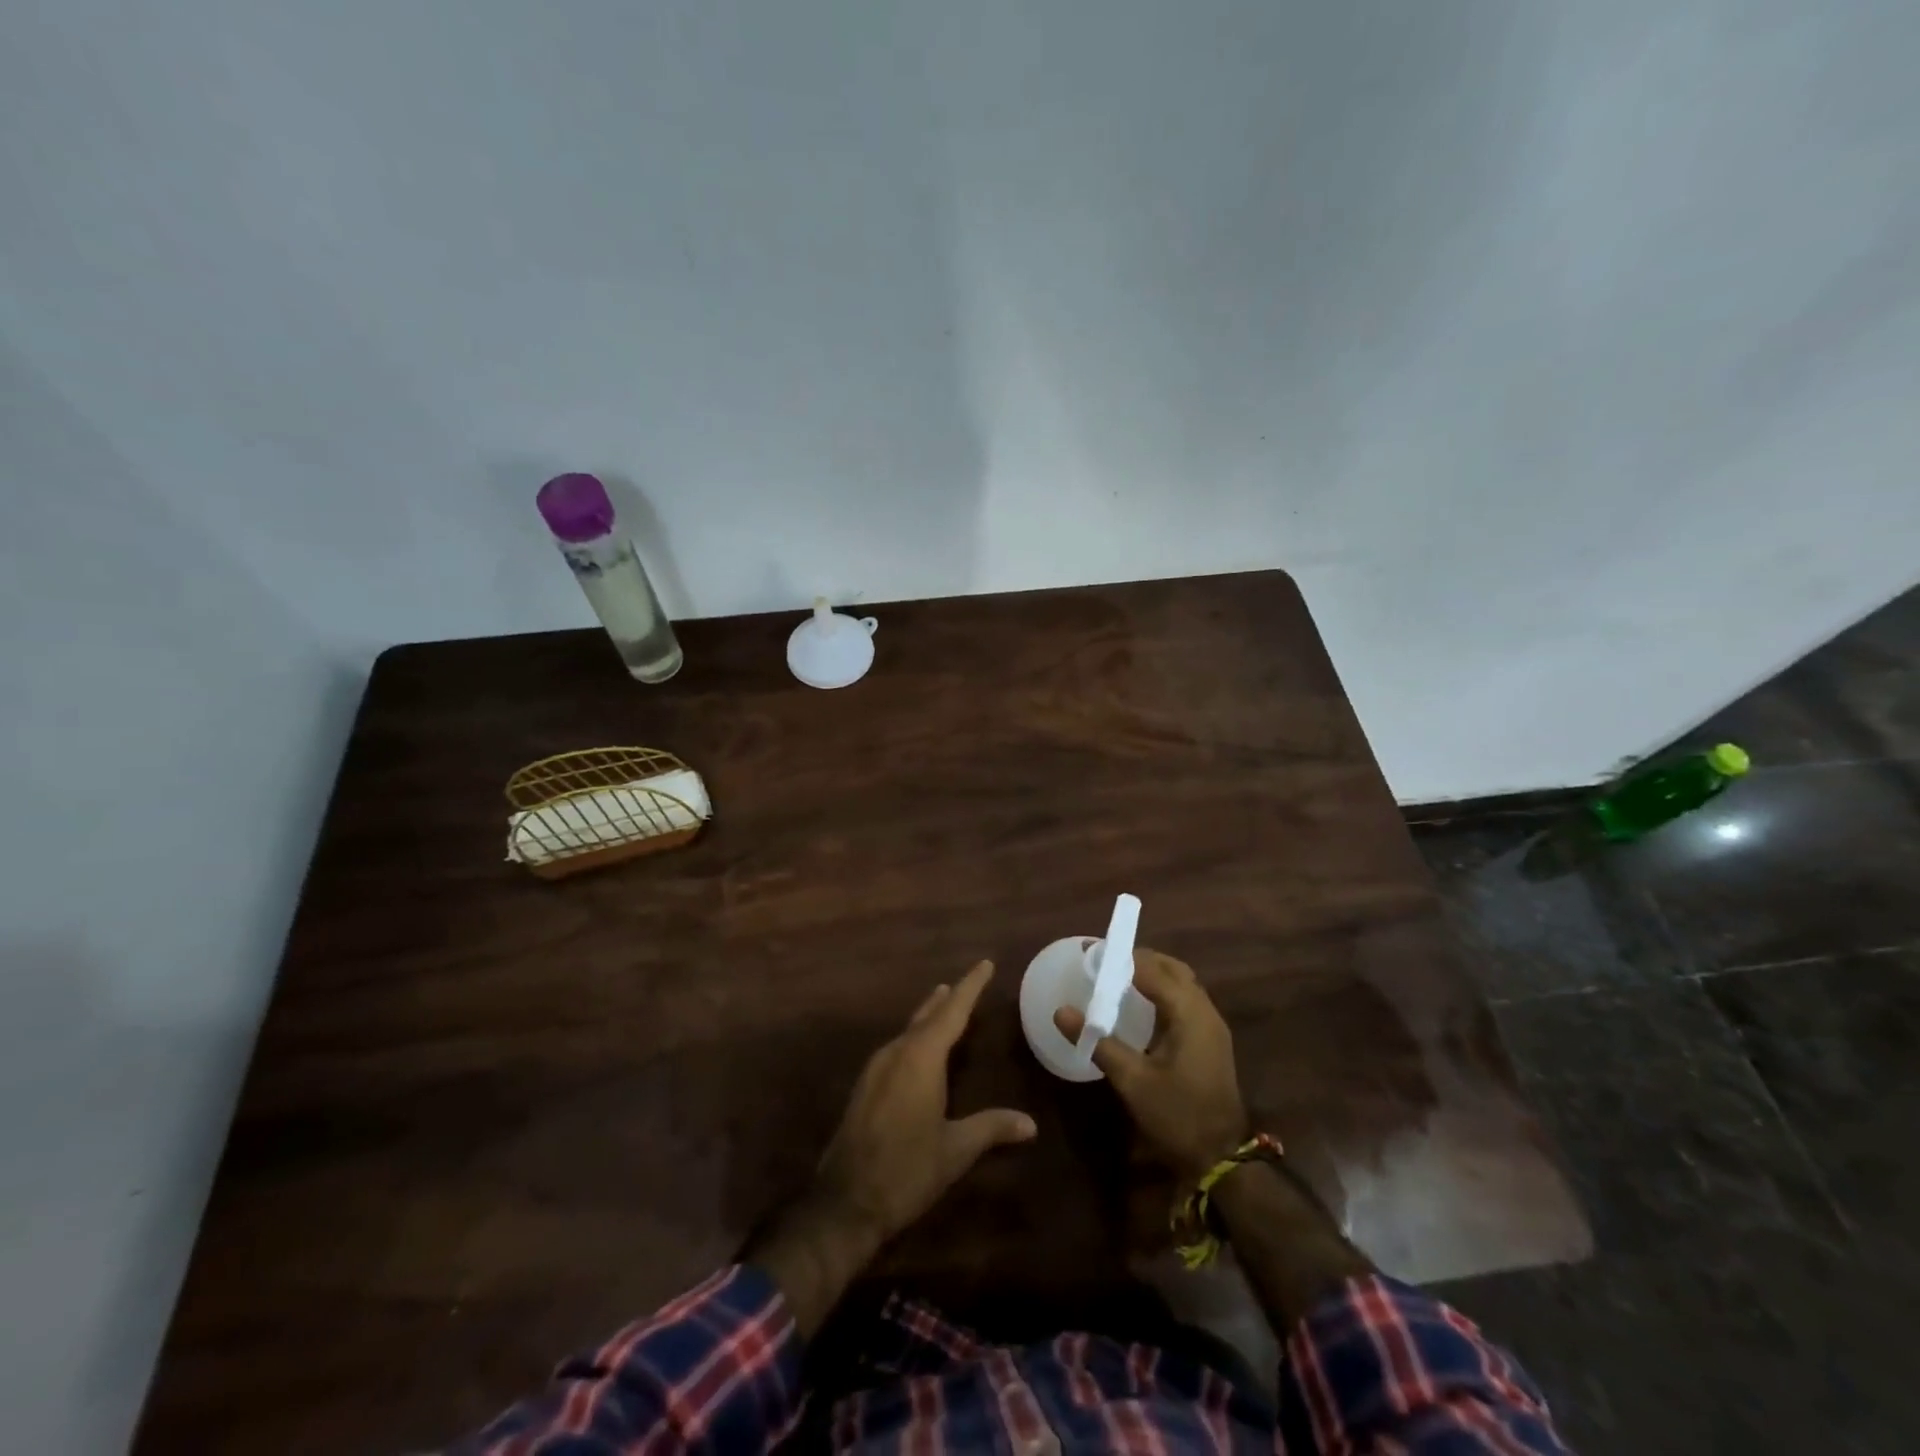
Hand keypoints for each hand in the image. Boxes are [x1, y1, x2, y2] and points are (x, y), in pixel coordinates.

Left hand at [813, 959, 1036, 1244]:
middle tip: (963, 983)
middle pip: (926, 1016)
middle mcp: (896, 1053)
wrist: (844, 1202)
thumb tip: (1030, 1123)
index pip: (952, 1012)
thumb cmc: (906, 1170)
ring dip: (928, 1017)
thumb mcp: (955, 1150)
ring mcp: (875, 1069)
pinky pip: (896, 1048)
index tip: (984, 964)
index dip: (970, 987)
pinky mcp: (865, 1087)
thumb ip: (991, 1128)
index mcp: (920, 1058)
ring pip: (908, 1031)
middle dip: (947, 999)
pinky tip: (917, 1050)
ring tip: (942, 1005)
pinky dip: (914, 1038)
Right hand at [1055, 948, 1247, 1181]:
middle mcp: (1205, 1011)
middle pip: (1172, 969)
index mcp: (1189, 1013)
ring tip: (1119, 978)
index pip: (1152, 970)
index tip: (1092, 952)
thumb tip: (1061, 1012)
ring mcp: (1212, 1026)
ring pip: (1183, 983)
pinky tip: (1142, 1006)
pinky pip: (1187, 1000)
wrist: (1222, 1159)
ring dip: (1153, 974)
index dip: (1122, 958)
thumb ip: (1099, 1042)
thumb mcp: (1132, 1081)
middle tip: (1105, 962)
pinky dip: (1164, 991)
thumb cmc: (1177, 1115)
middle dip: (1140, 959)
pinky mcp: (1211, 1041)